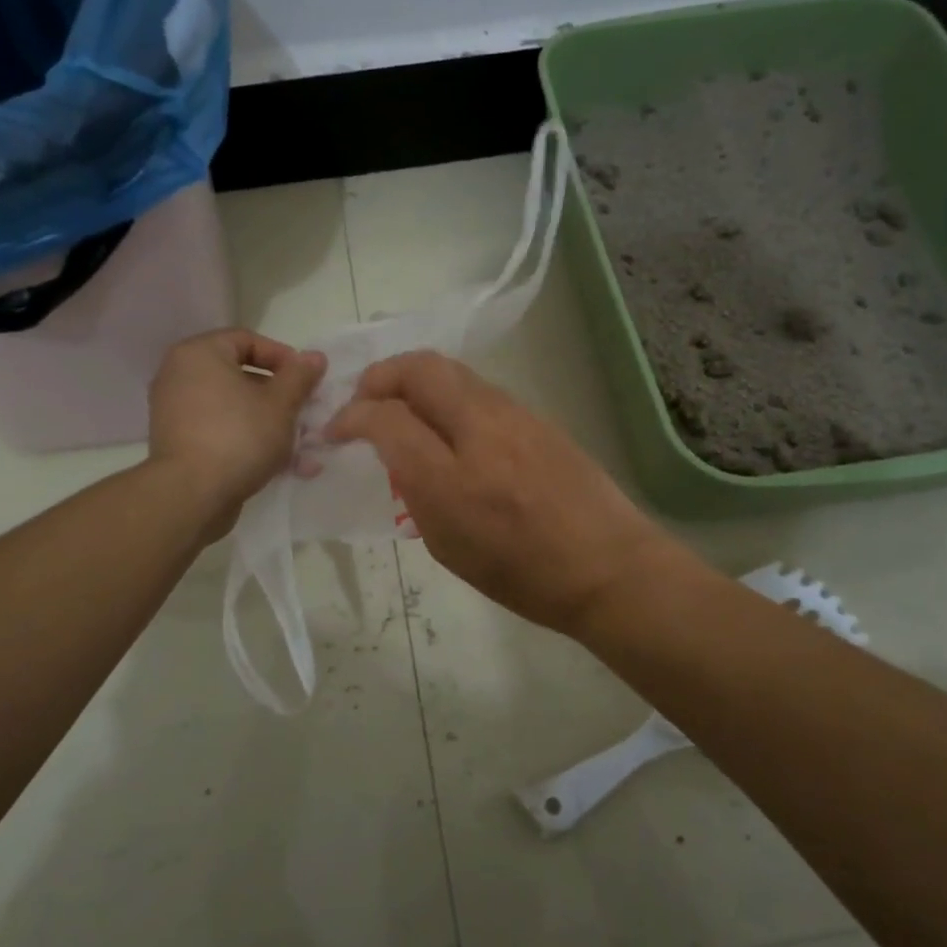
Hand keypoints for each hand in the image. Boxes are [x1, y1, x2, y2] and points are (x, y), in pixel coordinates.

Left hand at [149, 329, 325, 534]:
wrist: (191, 496)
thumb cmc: (239, 436)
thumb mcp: (281, 404)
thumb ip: (300, 376)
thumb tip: (315, 357)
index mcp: (200, 354)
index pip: (247, 340)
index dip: (283, 357)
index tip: (307, 380)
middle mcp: (181, 376)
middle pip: (242, 376)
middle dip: (281, 397)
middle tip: (307, 412)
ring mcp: (177, 413)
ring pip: (236, 409)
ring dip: (272, 424)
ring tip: (304, 446)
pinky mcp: (181, 445)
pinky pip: (222, 432)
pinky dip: (251, 442)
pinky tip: (284, 466)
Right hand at [323, 351, 675, 637]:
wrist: (609, 567)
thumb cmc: (524, 577)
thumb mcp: (449, 548)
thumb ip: (415, 490)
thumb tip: (396, 451)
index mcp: (452, 480)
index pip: (386, 418)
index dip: (351, 417)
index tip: (337, 431)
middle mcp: (480, 432)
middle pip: (418, 369)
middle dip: (380, 377)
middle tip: (365, 402)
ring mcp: (513, 416)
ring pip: (450, 370)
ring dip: (414, 380)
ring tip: (402, 407)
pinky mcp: (535, 415)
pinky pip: (477, 388)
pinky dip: (447, 393)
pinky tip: (446, 422)